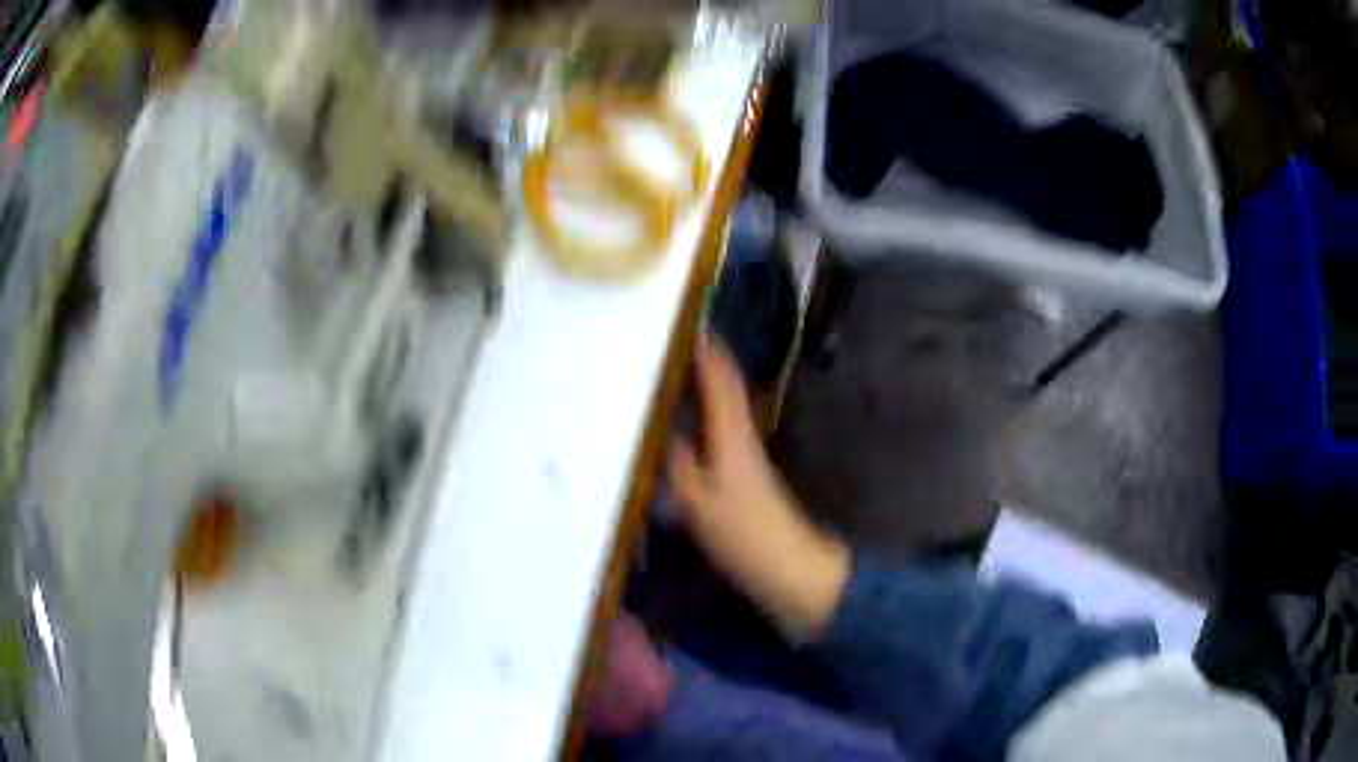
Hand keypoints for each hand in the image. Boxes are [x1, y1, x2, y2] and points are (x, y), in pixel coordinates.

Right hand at [669, 340, 849, 639]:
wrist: (785, 566)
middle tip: (659, 348)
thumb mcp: (695, 499)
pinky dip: (697, 421)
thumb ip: (677, 462)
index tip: (684, 323)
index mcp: (732, 434)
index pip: (720, 379)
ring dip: (695, 392)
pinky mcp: (742, 477)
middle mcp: (741, 436)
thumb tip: (664, 431)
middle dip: (696, 365)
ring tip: (659, 381)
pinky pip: (715, 434)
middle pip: (721, 389)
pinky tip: (675, 430)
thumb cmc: (742, 532)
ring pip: (717, 410)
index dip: (706, 350)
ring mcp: (743, 456)